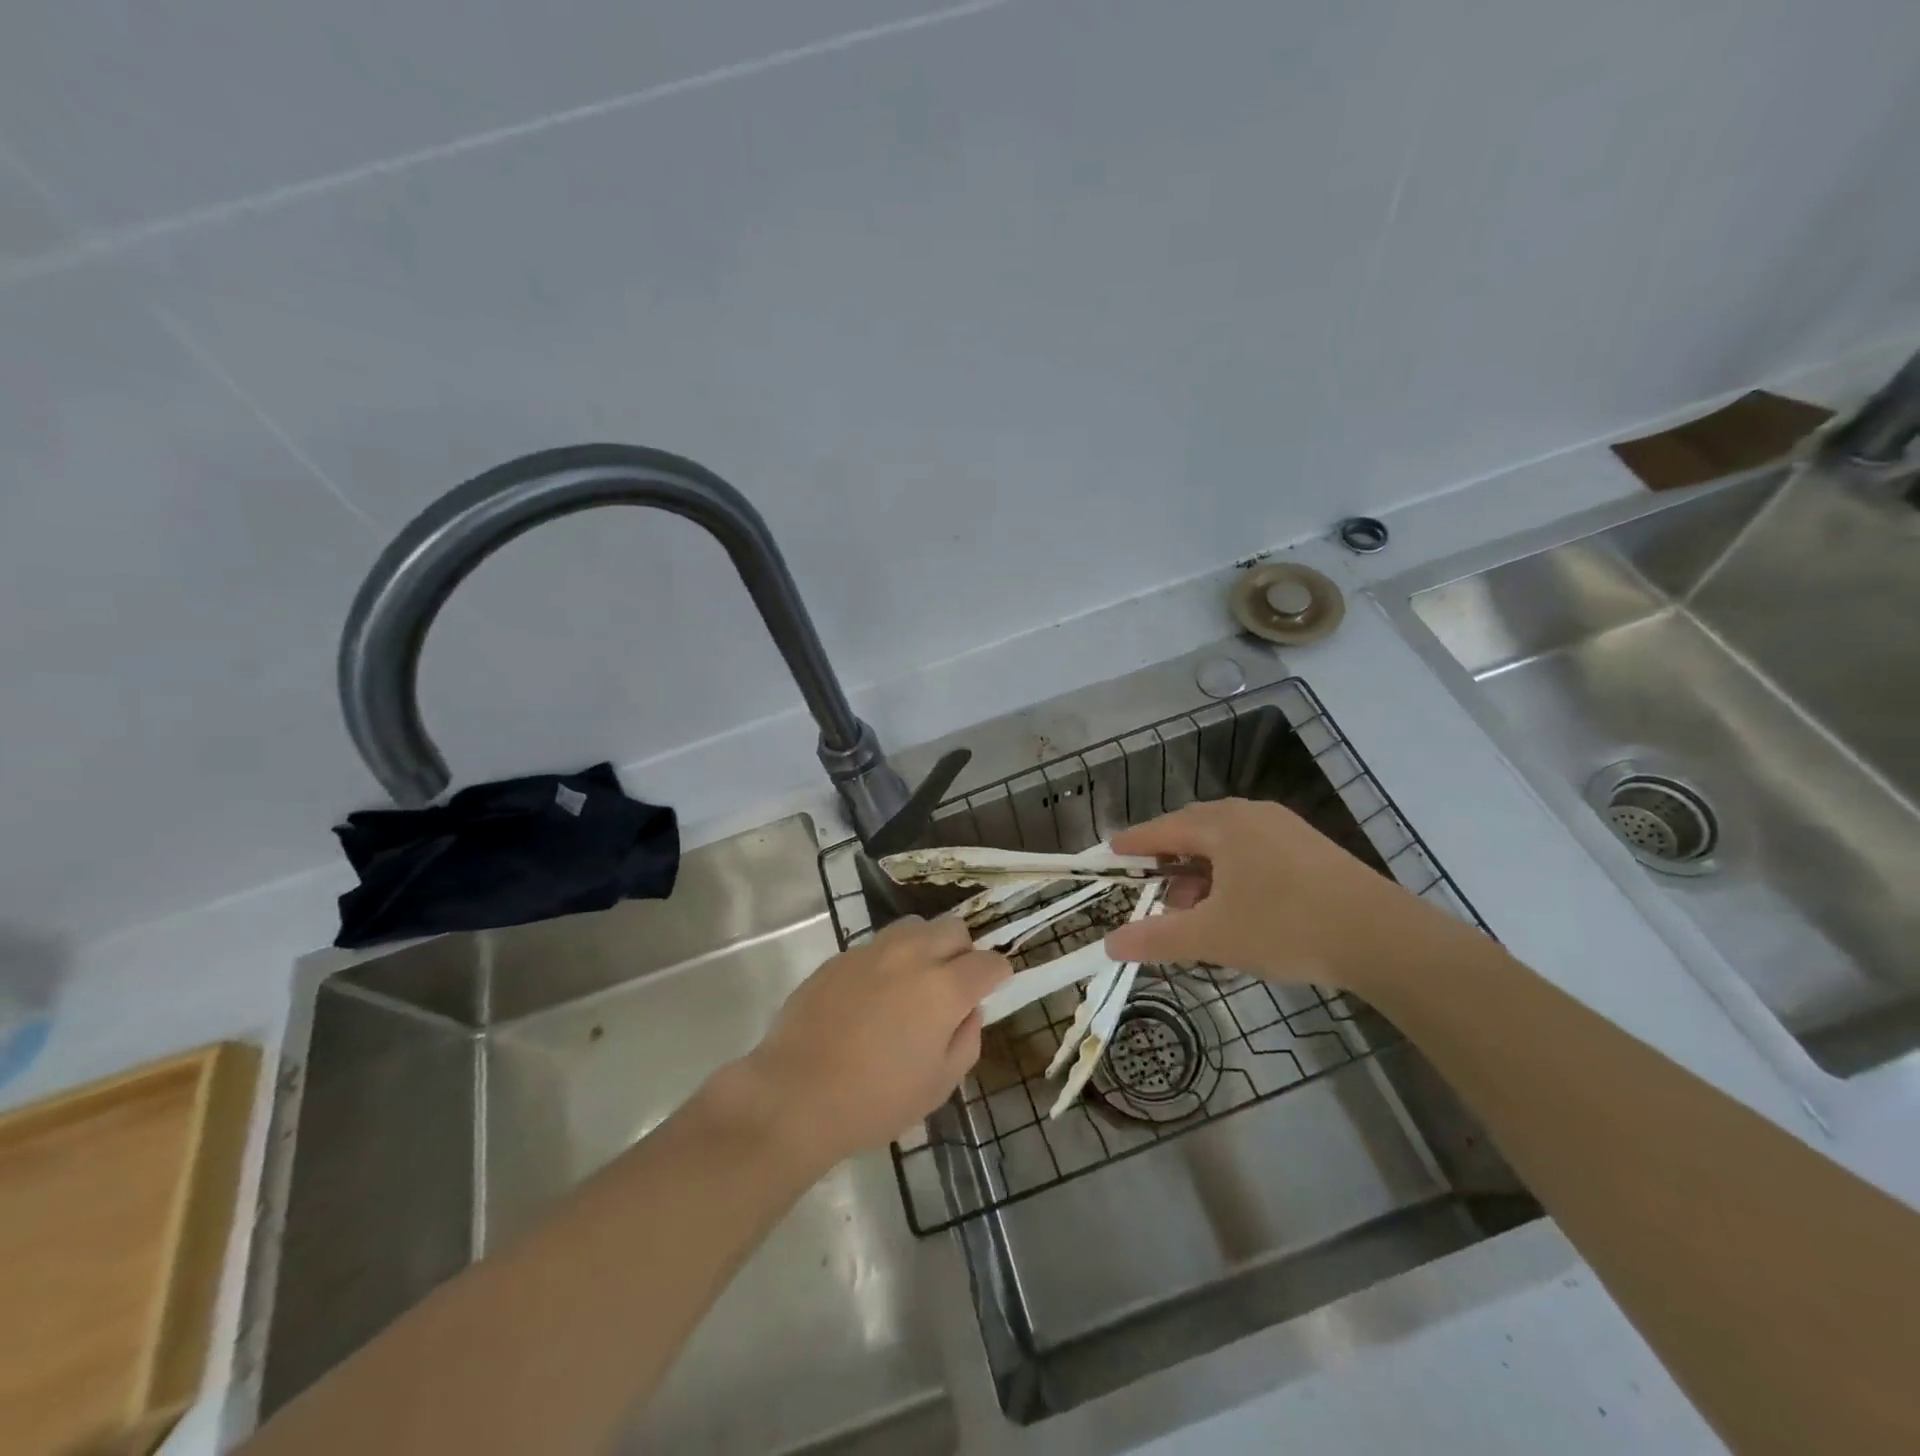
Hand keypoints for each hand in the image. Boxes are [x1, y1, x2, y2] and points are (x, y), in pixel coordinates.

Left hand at [740, 916, 1009, 1169]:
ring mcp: (872, 951)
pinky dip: (887, 961)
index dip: (998, 975)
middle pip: (953, 929)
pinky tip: (871, 996)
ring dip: (925, 946)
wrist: (795, 1095)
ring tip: (913, 982)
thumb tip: (968, 1011)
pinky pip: (876, 945)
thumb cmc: (875, 1101)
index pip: (989, 962)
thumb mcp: (940, 1085)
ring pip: (914, 926)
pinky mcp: (839, 957)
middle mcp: (912, 956)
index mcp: (944, 988)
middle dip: (963, 951)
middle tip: (952, 985)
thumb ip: (966, 1039)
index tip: (992, 988)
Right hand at [1101, 798, 1457, 992]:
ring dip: (1203, 870)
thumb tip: (1109, 945)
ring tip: (1197, 908)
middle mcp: (1250, 814)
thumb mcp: (1213, 937)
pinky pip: (1254, 850)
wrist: (1382, 937)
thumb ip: (1157, 938)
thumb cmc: (1285, 926)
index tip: (1112, 851)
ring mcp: (1285, 827)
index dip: (1134, 843)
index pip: (1163, 829)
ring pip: (1227, 842)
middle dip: (1170, 860)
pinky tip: (1239, 905)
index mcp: (1222, 824)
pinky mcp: (1310, 847)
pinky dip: (1233, 872)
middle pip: (1194, 830)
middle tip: (1154, 890)